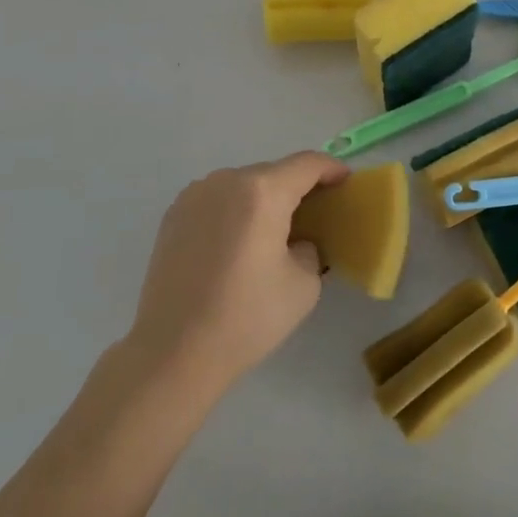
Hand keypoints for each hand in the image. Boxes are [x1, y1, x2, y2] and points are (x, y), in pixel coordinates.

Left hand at [125, 151, 347, 398]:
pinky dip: (234, 210)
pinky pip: (217, 200)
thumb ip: (309, 249)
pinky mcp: (174, 214)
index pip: (307, 164)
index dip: (332, 168)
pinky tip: (236, 243)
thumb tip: (295, 242)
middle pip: (274, 172)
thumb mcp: (304, 286)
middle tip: (313, 215)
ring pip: (243, 184)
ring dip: (263, 199)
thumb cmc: (246, 318)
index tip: (345, 181)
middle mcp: (227, 181)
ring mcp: (195, 194)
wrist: (173, 352)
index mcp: (263, 192)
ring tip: (271, 232)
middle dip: (296, 188)